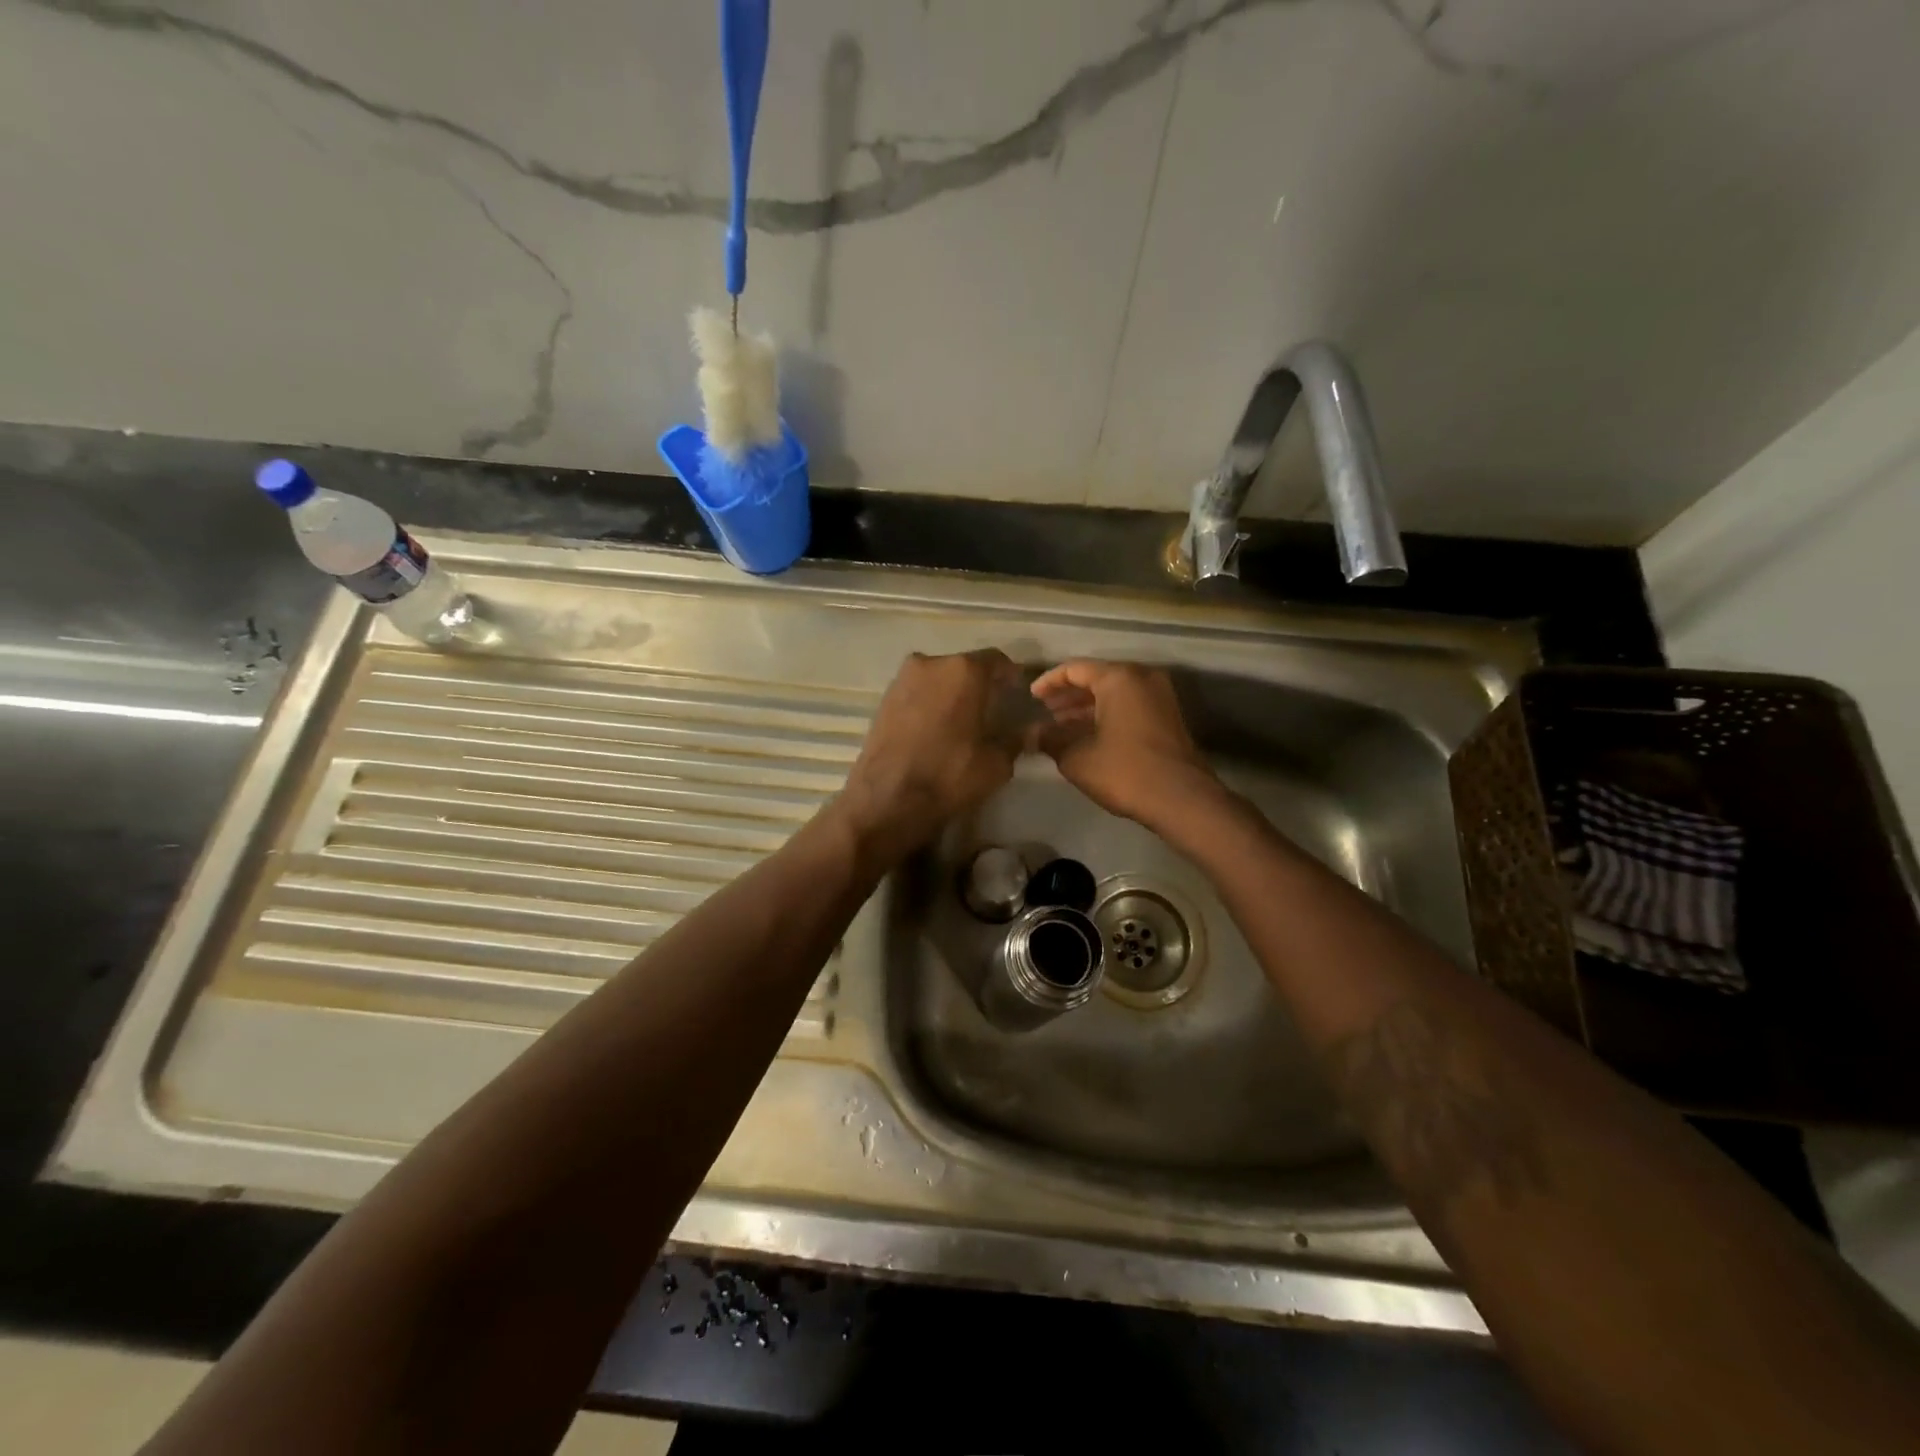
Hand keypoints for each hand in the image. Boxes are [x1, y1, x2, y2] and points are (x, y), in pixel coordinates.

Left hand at [836, 649, 1030, 862]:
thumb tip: (1029, 730)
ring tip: (961, 721)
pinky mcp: (883, 698)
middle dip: (979, 684)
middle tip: (991, 710)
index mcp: (964, 670)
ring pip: (937, 679)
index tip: (1017, 695)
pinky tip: (935, 728)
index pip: (997, 660)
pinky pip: (916, 693)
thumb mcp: (996, 763)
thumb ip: (1015, 739)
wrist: (887, 799)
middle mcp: (931, 663)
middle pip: (964, 666)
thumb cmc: (949, 775)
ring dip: (951, 693)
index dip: (1010, 677)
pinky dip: (929, 704)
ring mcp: (902, 679)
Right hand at [1029, 660, 1219, 828]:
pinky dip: (1106, 716)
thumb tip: (1032, 734)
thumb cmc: (1124, 771)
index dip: (1049, 682)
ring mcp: (1160, 697)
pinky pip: (1129, 706)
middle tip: (1045, 712)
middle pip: (1097, 678)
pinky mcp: (1167, 717)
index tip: (1031, 697)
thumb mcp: (1077, 757)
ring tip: (1060, 727)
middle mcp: (1142, 678)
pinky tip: (1087, 736)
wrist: (1181, 799)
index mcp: (1119, 678)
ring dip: (1086, 708)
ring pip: (1114, 694)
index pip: (1075, 669)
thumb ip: (1050, 740)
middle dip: (1068, 696)